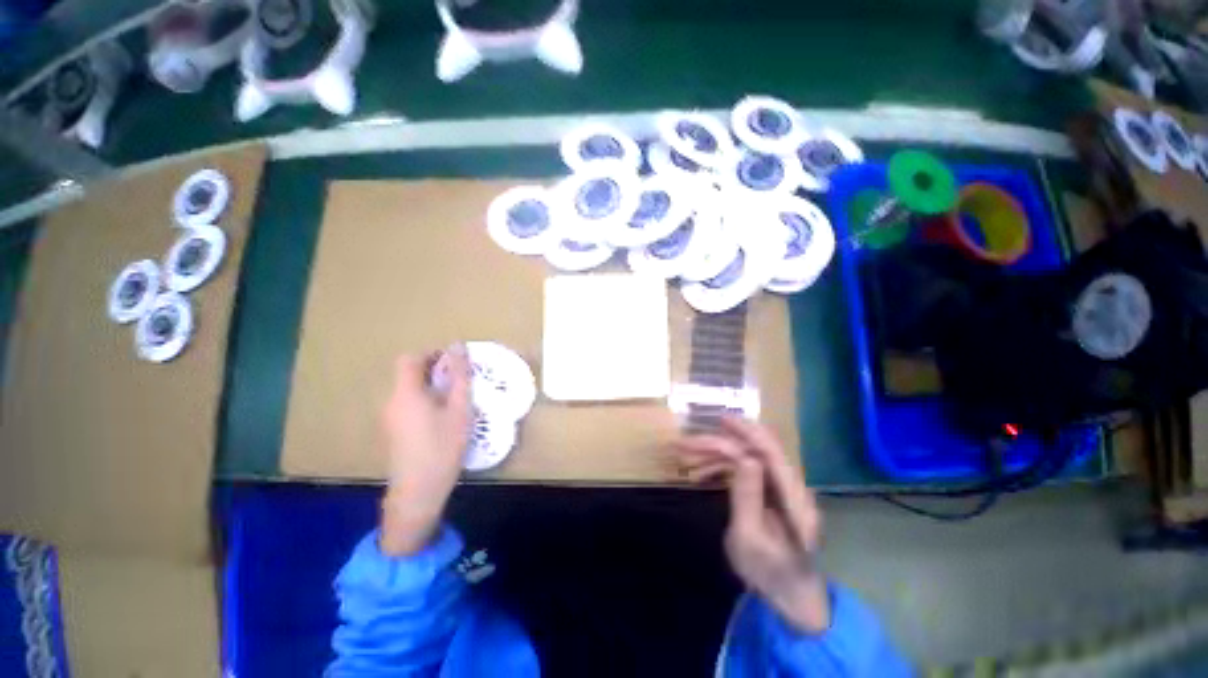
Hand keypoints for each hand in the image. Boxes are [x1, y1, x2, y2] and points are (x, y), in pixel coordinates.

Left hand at [378, 347, 471, 556]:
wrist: (418, 492)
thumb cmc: (442, 446)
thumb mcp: (459, 408)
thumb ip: (460, 376)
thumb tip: (458, 346)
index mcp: (406, 392)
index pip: (410, 359)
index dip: (432, 354)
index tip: (454, 363)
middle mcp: (392, 402)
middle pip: (409, 375)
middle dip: (435, 371)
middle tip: (460, 382)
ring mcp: (389, 419)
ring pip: (410, 391)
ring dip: (431, 387)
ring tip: (456, 401)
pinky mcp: (393, 432)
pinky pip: (408, 406)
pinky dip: (425, 402)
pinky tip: (443, 420)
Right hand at [672, 416, 829, 632]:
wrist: (789, 596)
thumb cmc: (768, 573)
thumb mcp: (750, 540)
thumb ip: (747, 497)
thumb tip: (743, 458)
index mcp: (793, 498)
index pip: (770, 452)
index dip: (746, 431)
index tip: (720, 420)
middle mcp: (791, 487)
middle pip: (755, 450)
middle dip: (719, 441)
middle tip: (687, 442)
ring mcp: (781, 489)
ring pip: (745, 457)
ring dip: (716, 454)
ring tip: (686, 459)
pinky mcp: (770, 493)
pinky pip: (744, 470)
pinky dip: (721, 467)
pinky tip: (700, 473)